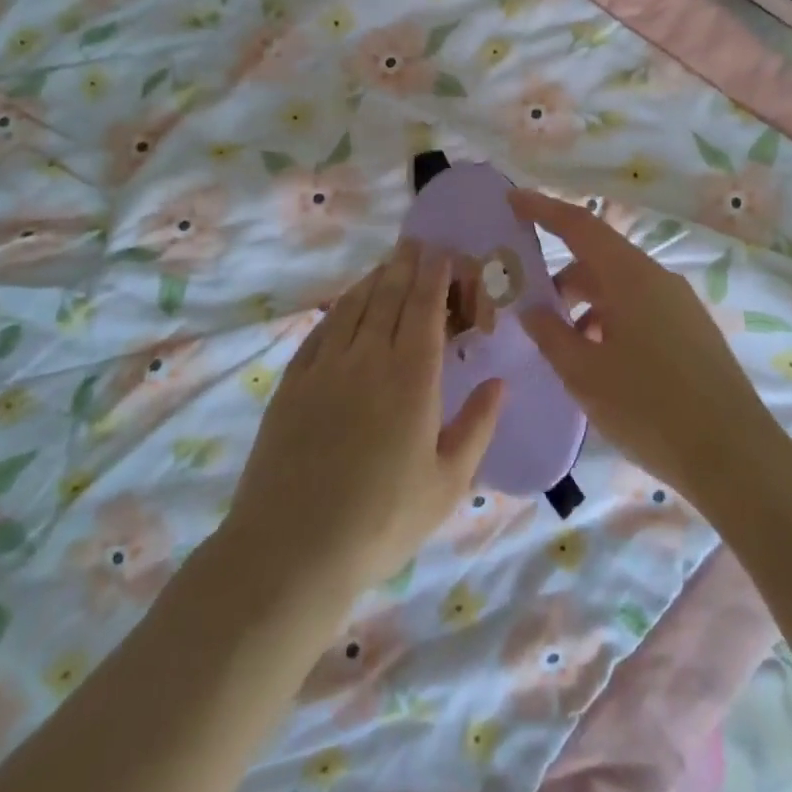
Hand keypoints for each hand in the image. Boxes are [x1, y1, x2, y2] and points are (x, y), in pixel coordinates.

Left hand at [225, 239, 505, 599]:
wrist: (292, 548)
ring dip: (373, 279)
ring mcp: (325, 367)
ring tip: (387, 263)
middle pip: (389, 296)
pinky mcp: (293, 383)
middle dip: (406, 264)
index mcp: (413, 378)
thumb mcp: (448, 483)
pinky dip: (339, 309)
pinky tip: (345, 305)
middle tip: (416, 243)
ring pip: (354, 306)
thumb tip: (499, 383)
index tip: (444, 252)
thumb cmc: (383, 521)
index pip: (426, 308)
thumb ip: (477, 426)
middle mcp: (369, 358)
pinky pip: (321, 330)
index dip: (436, 275)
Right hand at [509, 190, 785, 508]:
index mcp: (630, 277)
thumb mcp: (585, 373)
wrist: (734, 456)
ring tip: (563, 346)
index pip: (579, 225)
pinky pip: (640, 310)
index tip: (511, 199)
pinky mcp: (692, 331)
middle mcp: (657, 279)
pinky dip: (610, 321)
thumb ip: (550, 334)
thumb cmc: (649, 408)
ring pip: (619, 289)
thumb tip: (531, 308)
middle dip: (560, 277)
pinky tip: (600, 363)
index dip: (542, 209)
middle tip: (528, 305)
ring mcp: (679, 304)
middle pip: (598, 259)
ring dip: (585, 305)